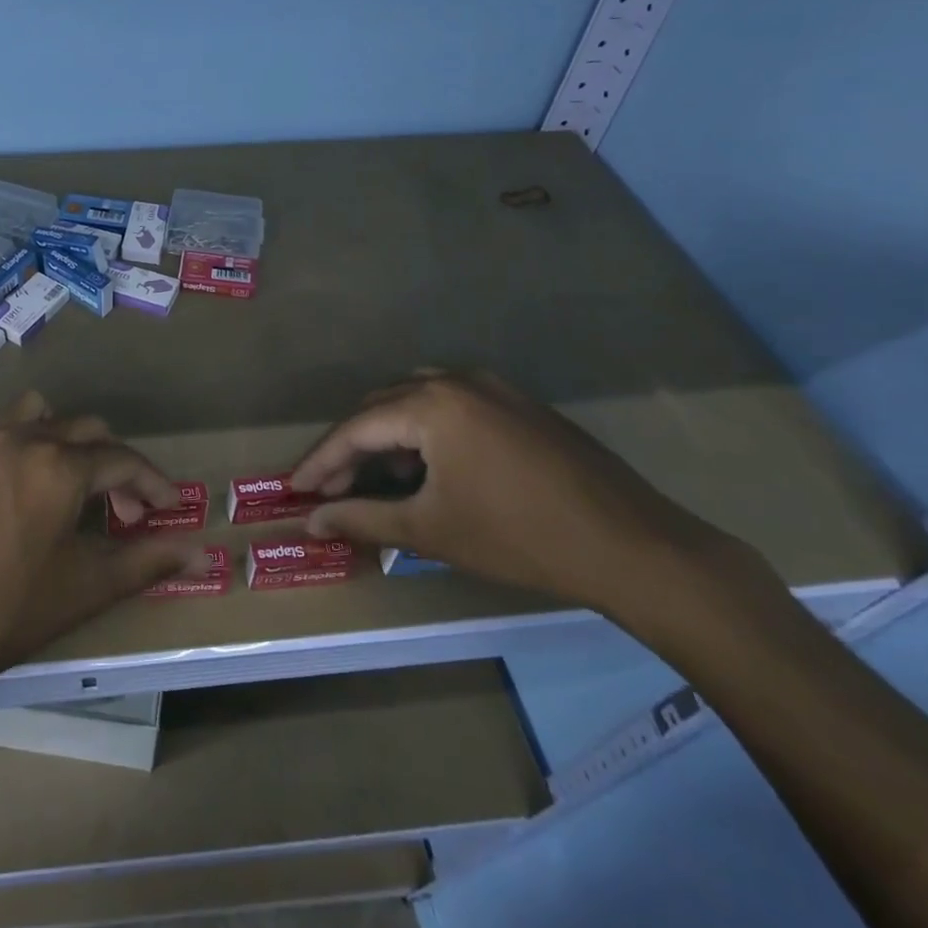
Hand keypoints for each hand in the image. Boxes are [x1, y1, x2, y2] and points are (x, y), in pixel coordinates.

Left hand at [0, 392, 202, 685]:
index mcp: (59, 465)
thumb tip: (200, 552)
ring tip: (77, 488)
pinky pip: (8, 429)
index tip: (169, 509)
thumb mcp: (86, 587)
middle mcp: (24, 438)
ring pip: (46, 419)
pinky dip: (34, 443)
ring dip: (72, 444)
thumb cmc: (6, 611)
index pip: (123, 460)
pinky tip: (30, 489)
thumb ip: (147, 561)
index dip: (153, 483)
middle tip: (127, 513)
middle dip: (117, 467)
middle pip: (88, 432)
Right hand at [293, 370, 745, 620]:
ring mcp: (493, 387)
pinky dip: (423, 431)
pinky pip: (451, 405)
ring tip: (373, 479)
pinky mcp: (518, 403)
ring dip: (386, 436)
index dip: (320, 461)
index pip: (356, 429)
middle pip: (382, 407)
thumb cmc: (520, 538)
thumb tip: (311, 520)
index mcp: (431, 404)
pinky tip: (426, 467)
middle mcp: (457, 380)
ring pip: (415, 400)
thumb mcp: (431, 531)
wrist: (634, 547)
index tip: (293, 488)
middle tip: (331, 490)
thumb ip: (363, 518)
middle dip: (351, 449)